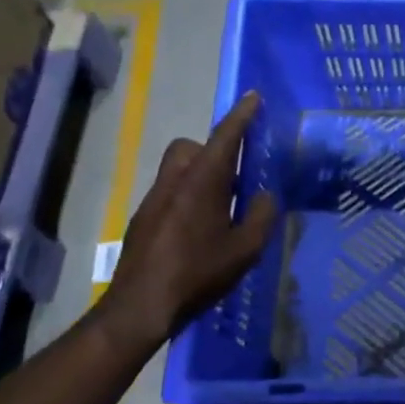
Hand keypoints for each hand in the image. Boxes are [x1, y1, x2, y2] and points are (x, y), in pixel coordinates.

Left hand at [90, 91, 278, 356]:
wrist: (140, 306)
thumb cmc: (197, 274)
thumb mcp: (245, 249)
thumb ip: (261, 217)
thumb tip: (265, 196)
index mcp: (202, 183)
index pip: (224, 138)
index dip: (241, 116)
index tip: (253, 97)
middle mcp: (175, 182)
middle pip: (190, 147)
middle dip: (211, 149)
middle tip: (233, 174)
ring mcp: (154, 200)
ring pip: (178, 170)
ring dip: (199, 175)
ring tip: (221, 207)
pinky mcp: (144, 220)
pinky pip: (170, 193)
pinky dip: (187, 198)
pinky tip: (200, 231)